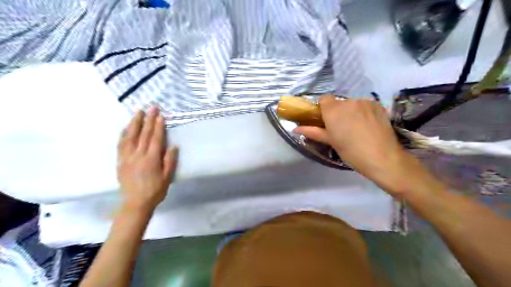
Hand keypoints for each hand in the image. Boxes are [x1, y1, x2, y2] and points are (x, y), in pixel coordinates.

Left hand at [116, 106, 177, 211]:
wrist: (136, 203)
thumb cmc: (155, 190)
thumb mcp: (167, 177)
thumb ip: (169, 161)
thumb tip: (173, 146)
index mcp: (151, 159)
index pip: (155, 138)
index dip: (158, 126)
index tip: (160, 115)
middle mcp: (138, 155)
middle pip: (143, 134)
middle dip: (148, 119)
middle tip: (152, 107)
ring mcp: (127, 157)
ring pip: (130, 136)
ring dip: (135, 122)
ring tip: (139, 112)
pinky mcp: (120, 161)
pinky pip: (121, 144)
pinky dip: (124, 134)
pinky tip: (126, 127)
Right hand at [296, 95, 418, 195]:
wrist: (382, 157)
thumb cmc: (351, 152)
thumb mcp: (330, 142)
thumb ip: (313, 132)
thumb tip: (296, 129)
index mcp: (333, 110)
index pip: (324, 99)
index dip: (323, 109)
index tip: (326, 121)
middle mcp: (348, 101)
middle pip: (338, 102)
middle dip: (338, 112)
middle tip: (342, 128)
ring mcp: (365, 102)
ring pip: (352, 103)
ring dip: (351, 111)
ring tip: (358, 128)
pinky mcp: (378, 105)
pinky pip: (365, 105)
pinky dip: (364, 112)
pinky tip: (369, 125)